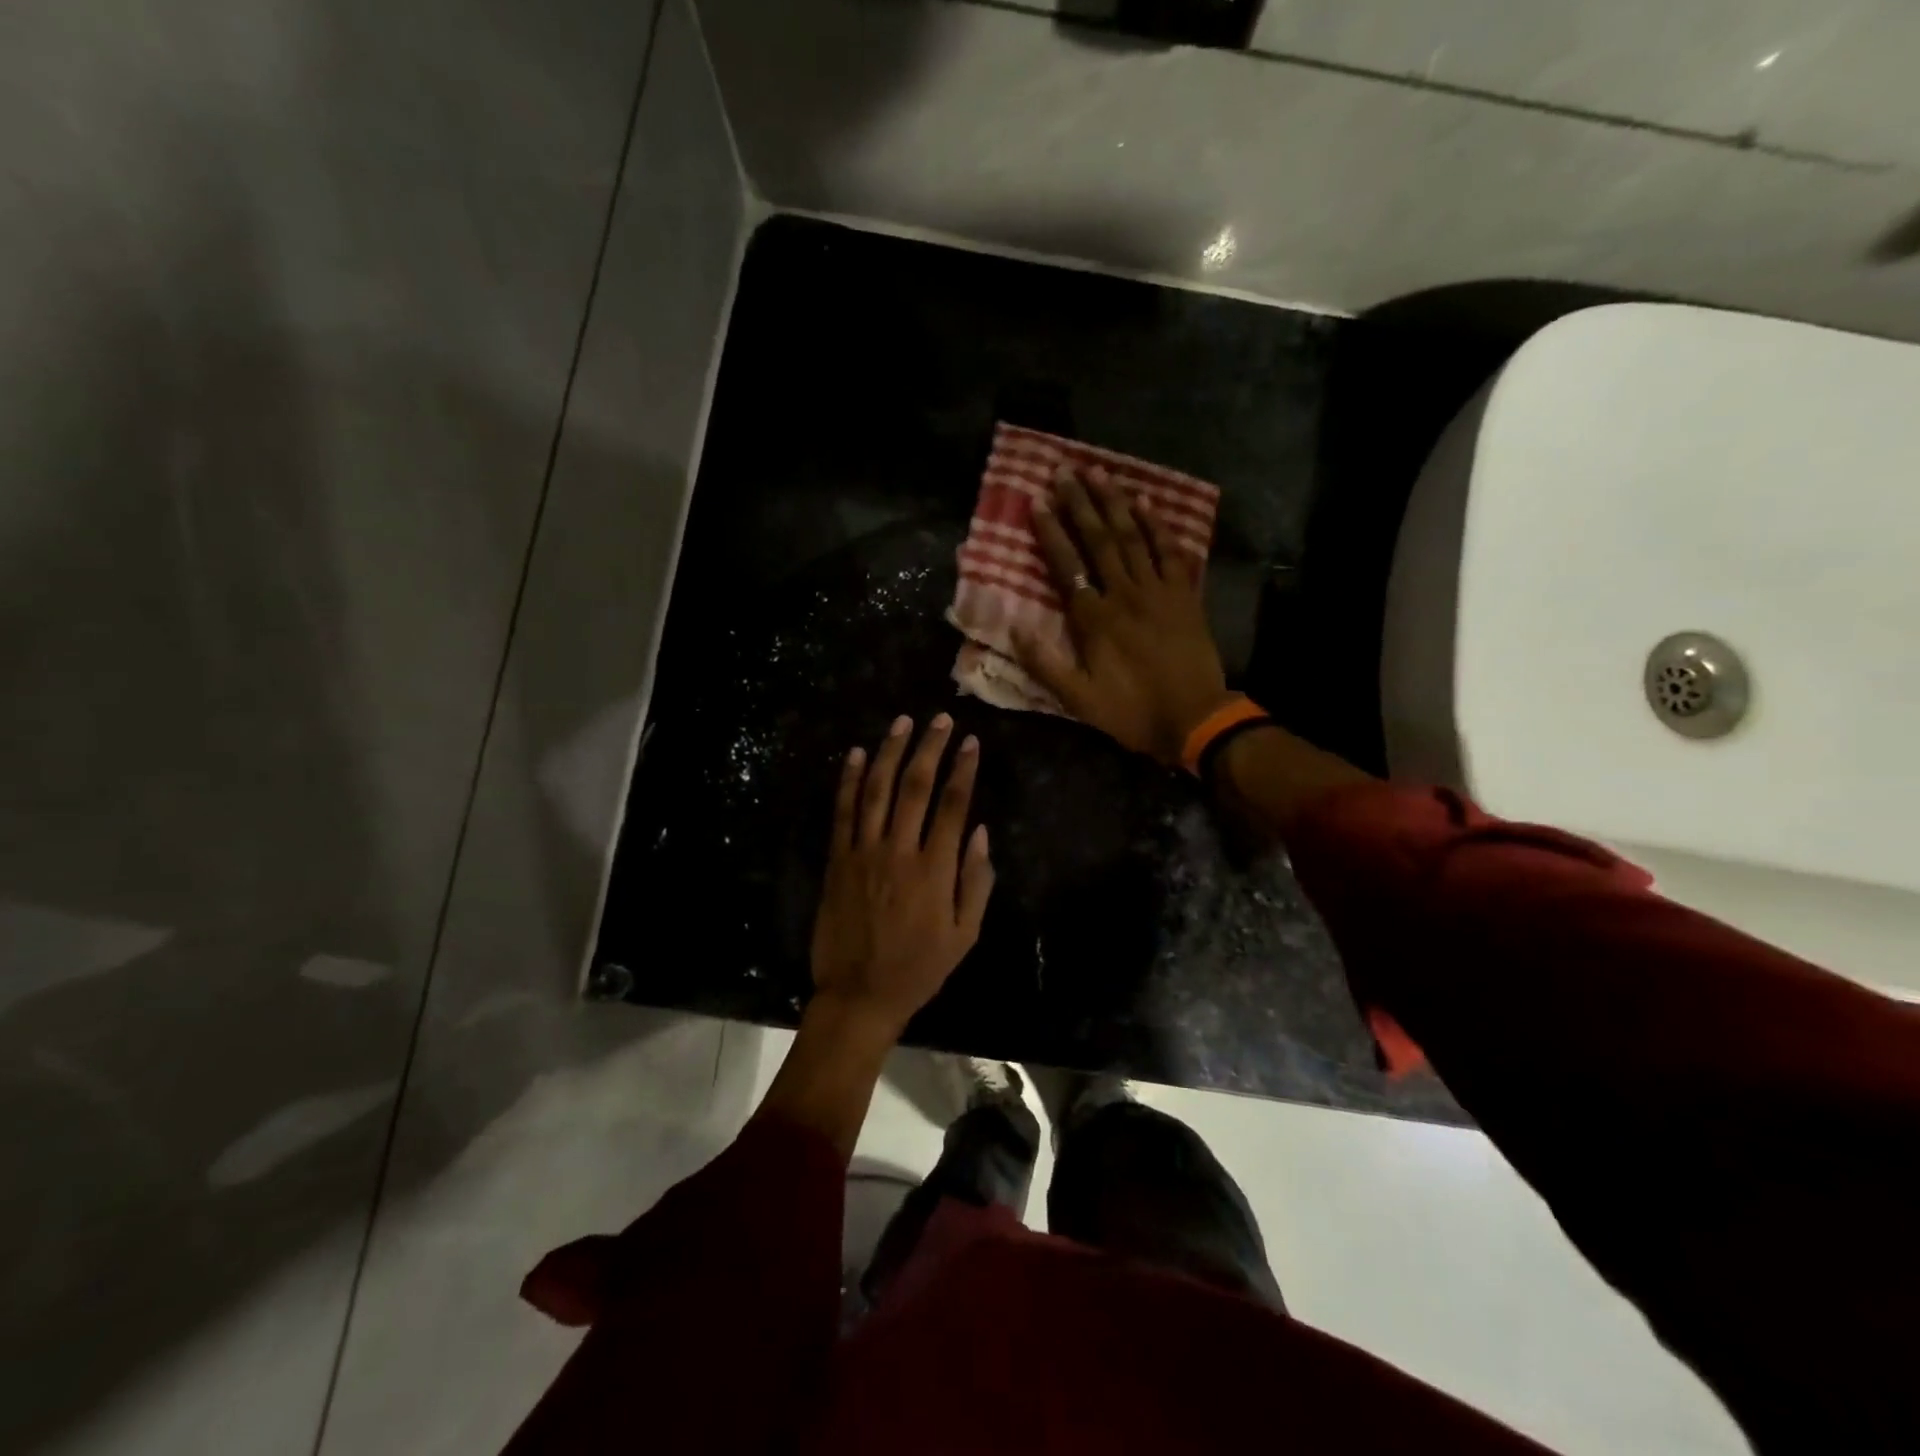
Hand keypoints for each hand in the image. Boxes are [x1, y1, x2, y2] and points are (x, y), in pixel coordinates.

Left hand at [810, 712, 994, 1037]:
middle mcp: (899, 852)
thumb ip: (976, 881)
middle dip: (930, 748)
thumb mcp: (965, 935)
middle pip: (916, 787)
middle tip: (940, 719)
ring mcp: (863, 853)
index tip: (971, 742)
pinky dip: (848, 781)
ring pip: (876, 790)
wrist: (859, 995)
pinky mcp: (836, 861)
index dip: (963, 769)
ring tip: (902, 722)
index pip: (953, 805)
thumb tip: (980, 831)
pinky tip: (854, 754)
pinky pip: (842, 812)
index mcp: (935, 871)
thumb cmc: (919, 968)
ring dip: (890, 752)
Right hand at [1013, 466, 1231, 764]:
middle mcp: (1124, 594)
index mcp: (1094, 619)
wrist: (1194, 719)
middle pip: (1099, 540)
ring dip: (1115, 503)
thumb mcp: (1078, 699)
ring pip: (1133, 537)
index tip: (1037, 503)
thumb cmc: (1131, 711)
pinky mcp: (1184, 596)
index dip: (1051, 533)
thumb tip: (1014, 629)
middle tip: (1065, 470)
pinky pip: (1171, 552)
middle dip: (1081, 503)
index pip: (1067, 566)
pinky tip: (1147, 503)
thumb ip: (1045, 664)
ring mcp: (1158, 591)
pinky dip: (1159, 526)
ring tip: (1100, 472)